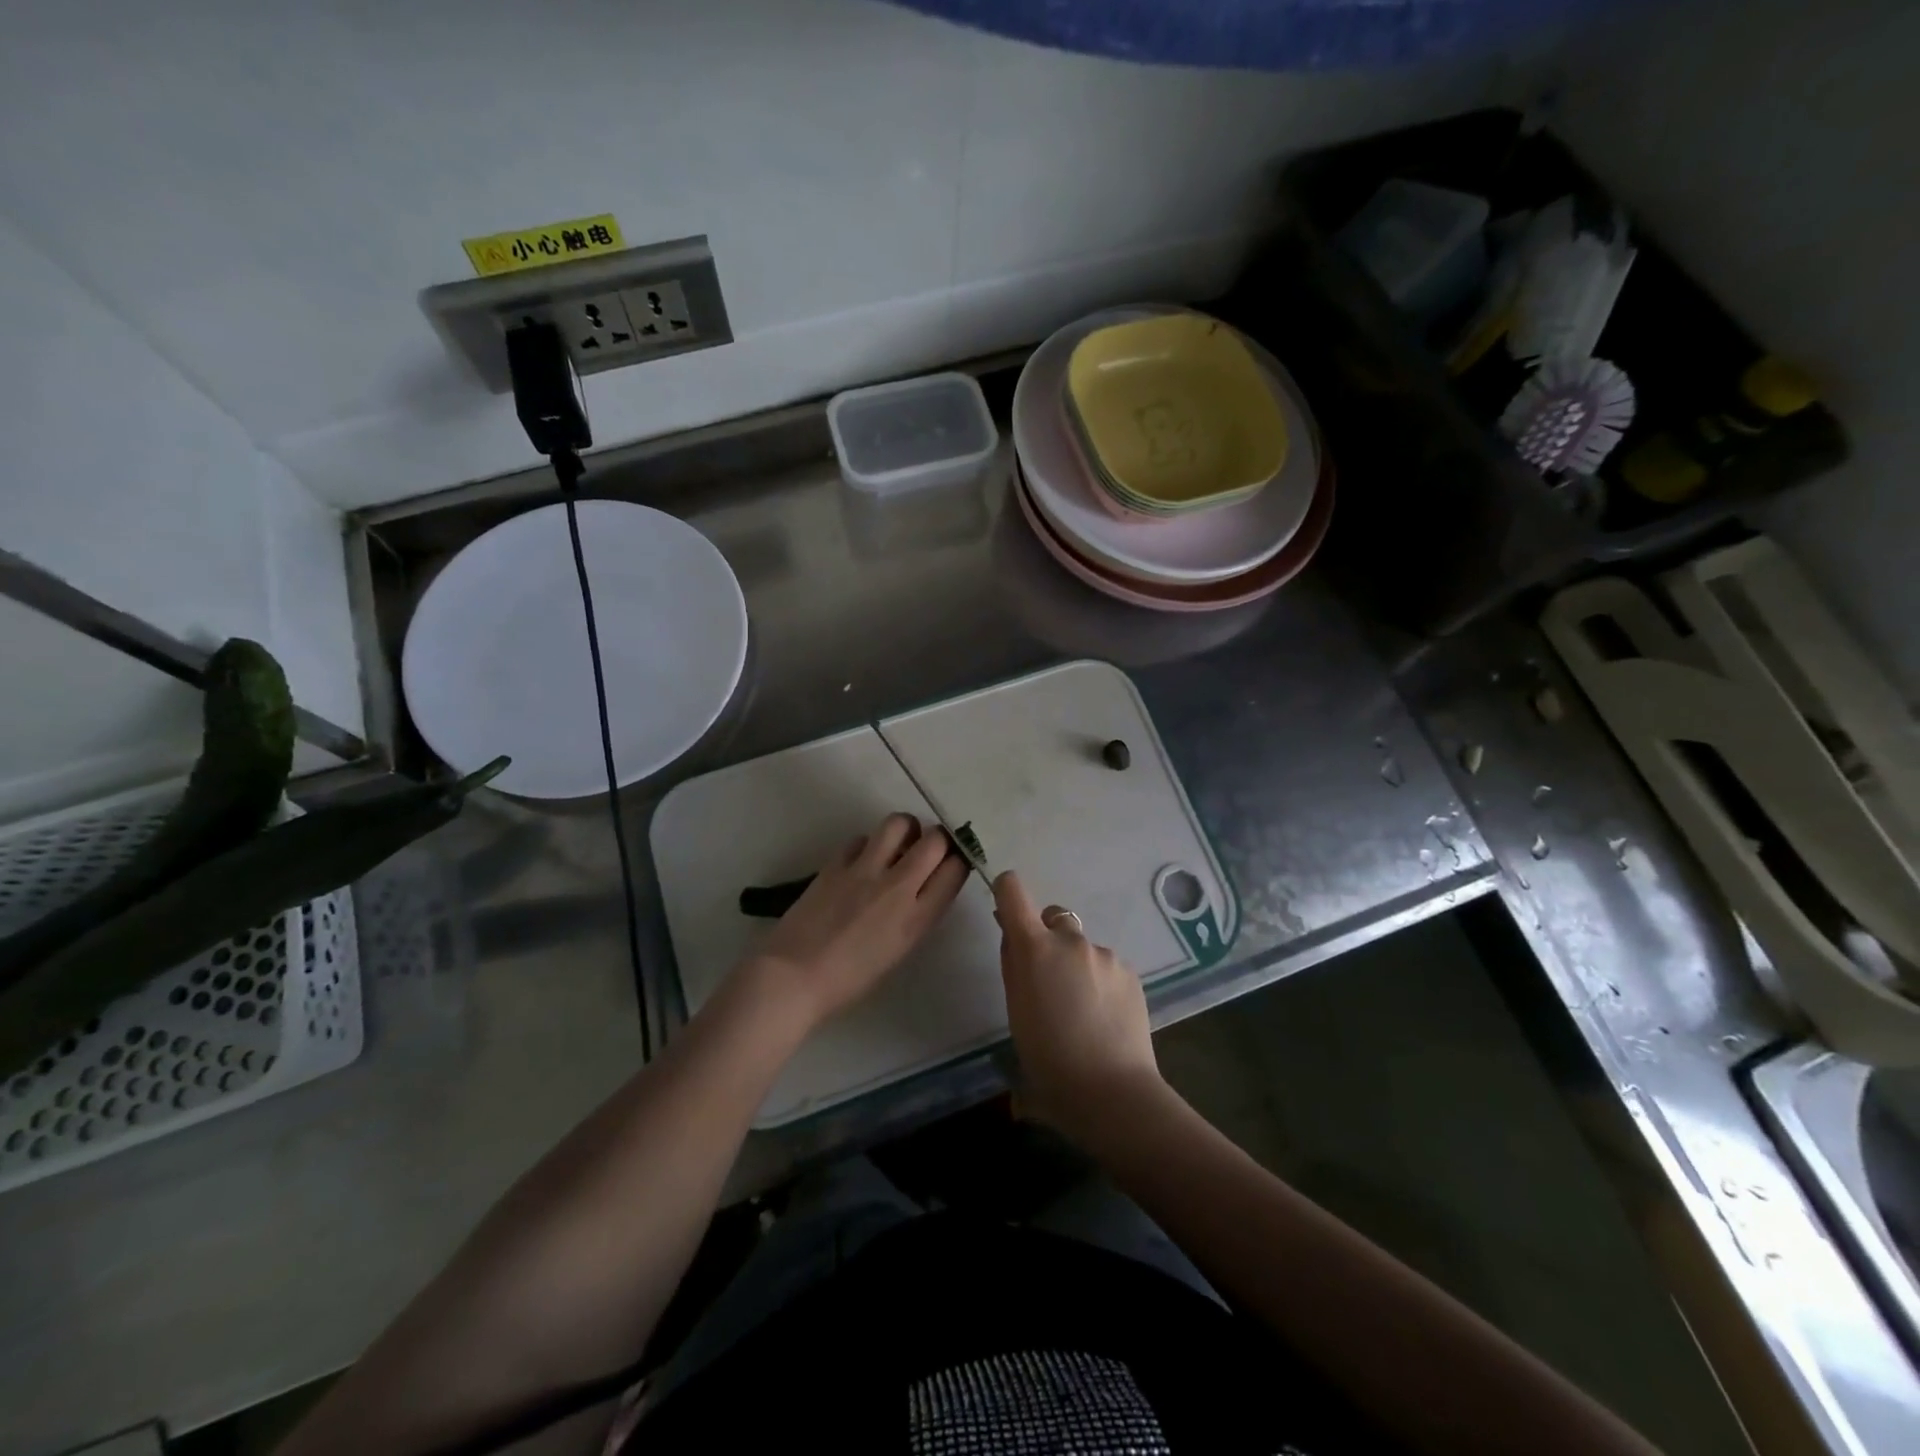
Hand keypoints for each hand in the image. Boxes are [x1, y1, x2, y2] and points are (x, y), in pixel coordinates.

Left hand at [742, 813, 967, 1034]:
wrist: (793, 978)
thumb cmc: (849, 981)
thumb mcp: (898, 952)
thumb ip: (917, 916)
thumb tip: (924, 887)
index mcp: (917, 919)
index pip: (956, 870)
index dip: (959, 861)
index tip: (952, 863)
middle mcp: (897, 887)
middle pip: (935, 840)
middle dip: (938, 838)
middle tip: (928, 848)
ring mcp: (864, 870)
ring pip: (899, 823)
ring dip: (905, 829)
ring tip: (898, 843)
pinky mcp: (835, 863)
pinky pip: (861, 838)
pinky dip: (867, 844)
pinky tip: (861, 861)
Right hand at [992, 871, 1167, 1143]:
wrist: (1111, 1092)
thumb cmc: (1049, 1060)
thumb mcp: (1016, 1012)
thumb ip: (1014, 967)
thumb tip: (1014, 940)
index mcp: (1034, 948)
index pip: (1014, 891)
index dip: (1007, 891)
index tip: (1006, 910)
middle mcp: (1070, 940)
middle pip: (1054, 917)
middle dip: (1047, 937)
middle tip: (1048, 979)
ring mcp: (1104, 954)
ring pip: (1082, 946)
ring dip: (1076, 963)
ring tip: (1081, 1009)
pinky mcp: (1130, 972)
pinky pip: (1106, 965)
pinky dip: (1100, 981)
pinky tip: (1103, 1017)